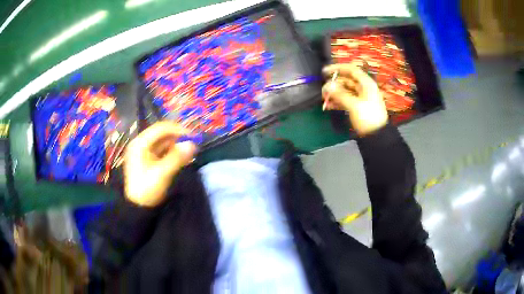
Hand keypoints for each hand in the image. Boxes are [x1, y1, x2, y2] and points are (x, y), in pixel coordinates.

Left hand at [124, 122, 196, 206]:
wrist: (138, 208)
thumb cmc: (147, 189)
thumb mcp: (162, 173)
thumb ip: (177, 157)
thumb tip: (193, 144)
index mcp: (140, 143)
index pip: (160, 128)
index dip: (177, 130)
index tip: (192, 136)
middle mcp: (140, 144)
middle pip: (161, 134)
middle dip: (177, 138)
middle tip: (192, 144)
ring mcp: (143, 152)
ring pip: (162, 143)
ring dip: (176, 145)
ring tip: (188, 152)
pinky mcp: (147, 160)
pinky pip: (161, 151)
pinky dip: (172, 152)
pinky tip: (181, 157)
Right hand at [322, 63, 387, 135]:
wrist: (377, 136)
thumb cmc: (368, 117)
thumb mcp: (354, 105)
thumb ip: (339, 94)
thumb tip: (327, 85)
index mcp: (366, 84)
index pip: (351, 70)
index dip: (337, 68)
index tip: (324, 71)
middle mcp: (363, 88)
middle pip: (347, 80)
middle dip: (334, 83)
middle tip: (323, 89)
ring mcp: (360, 98)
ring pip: (345, 91)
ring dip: (334, 93)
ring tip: (324, 98)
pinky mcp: (357, 107)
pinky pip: (345, 100)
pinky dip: (337, 101)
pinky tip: (328, 105)